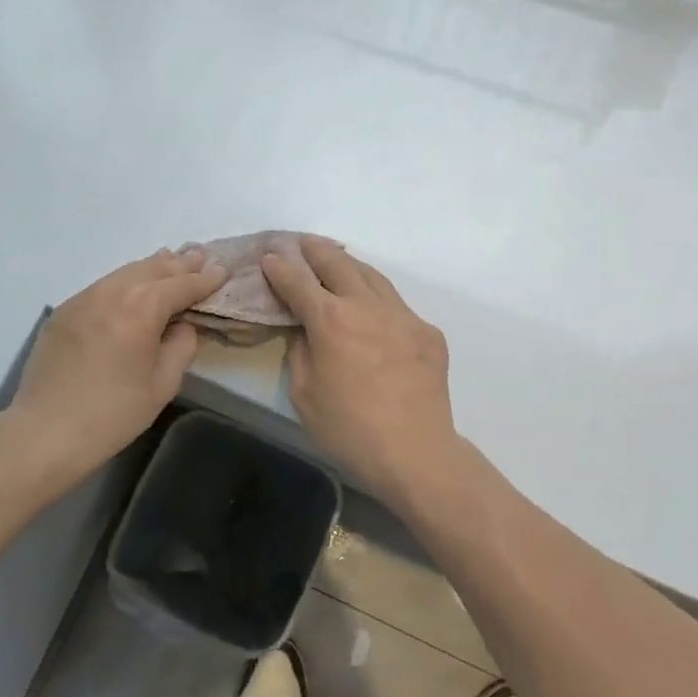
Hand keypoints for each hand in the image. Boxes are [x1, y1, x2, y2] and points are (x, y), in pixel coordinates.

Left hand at [8, 248, 228, 476]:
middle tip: (200, 255)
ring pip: (125, 272)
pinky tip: (131, 286)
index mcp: (143, 307)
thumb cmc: (113, 413)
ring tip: (170, 259)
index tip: (223, 271)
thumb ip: (181, 345)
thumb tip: (182, 325)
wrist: (46, 431)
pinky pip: (102, 286)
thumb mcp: (163, 384)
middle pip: (153, 268)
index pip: (182, 284)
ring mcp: (83, 297)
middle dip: (180, 263)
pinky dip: (124, 281)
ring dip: (152, 266)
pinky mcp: (63, 310)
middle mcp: (113, 291)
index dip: (205, 279)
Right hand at [260, 237, 460, 503]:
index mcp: (330, 321)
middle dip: (316, 250)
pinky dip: (377, 297)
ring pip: (372, 276)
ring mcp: (402, 316)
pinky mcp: (427, 332)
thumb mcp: (303, 394)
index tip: (270, 257)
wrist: (415, 453)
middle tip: (303, 243)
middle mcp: (366, 306)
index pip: (298, 282)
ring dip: (349, 265)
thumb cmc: (348, 430)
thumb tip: (304, 330)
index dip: (280, 267)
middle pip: (338, 264)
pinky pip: (396, 304)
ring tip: (337, 260)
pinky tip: (372, 308)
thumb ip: (300, 351)